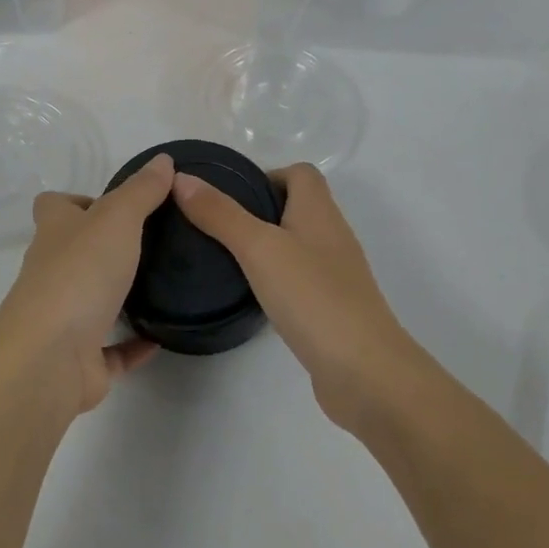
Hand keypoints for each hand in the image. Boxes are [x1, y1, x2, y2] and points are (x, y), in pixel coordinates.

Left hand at [0, 153, 173, 416]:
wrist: (50, 359)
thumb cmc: (80, 274)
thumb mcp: (117, 219)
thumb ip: (141, 191)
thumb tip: (162, 159)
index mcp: (55, 232)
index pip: (54, 206)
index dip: (78, 201)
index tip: (117, 205)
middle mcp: (52, 271)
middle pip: (72, 251)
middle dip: (104, 247)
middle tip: (152, 243)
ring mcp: (63, 317)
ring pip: (90, 299)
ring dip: (118, 295)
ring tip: (162, 284)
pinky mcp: (80, 360)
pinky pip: (110, 350)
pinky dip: (132, 345)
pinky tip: (161, 337)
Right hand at [172, 163, 413, 431]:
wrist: (367, 374)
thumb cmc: (313, 297)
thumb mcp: (259, 248)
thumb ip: (220, 213)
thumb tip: (181, 178)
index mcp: (319, 211)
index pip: (300, 173)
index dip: (266, 174)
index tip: (229, 195)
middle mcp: (332, 236)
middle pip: (296, 206)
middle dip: (257, 210)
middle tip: (215, 225)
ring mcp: (335, 275)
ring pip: (296, 244)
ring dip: (265, 245)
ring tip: (224, 258)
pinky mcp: (332, 309)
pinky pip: (299, 279)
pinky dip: (276, 279)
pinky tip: (252, 295)